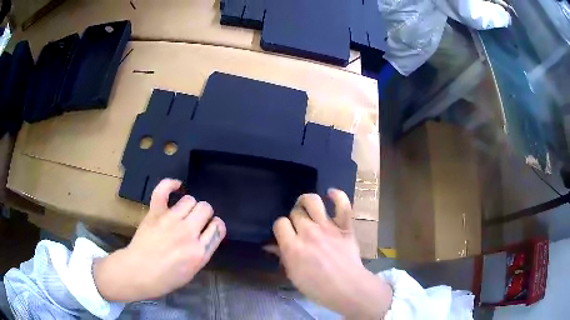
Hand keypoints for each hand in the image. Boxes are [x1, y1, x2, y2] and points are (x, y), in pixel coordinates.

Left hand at [93, 179, 225, 301]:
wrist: (139, 272)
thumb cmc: (166, 278)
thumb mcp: (192, 271)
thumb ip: (202, 251)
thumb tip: (204, 236)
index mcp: (199, 252)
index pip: (218, 227)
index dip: (216, 226)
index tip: (210, 228)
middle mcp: (188, 233)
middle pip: (206, 208)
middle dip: (204, 213)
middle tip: (196, 222)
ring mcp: (171, 220)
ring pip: (190, 199)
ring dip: (189, 205)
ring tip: (183, 213)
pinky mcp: (155, 213)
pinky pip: (163, 190)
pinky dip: (170, 185)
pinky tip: (176, 186)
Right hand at [273, 189, 392, 318]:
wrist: (347, 288)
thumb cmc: (317, 287)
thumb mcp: (293, 275)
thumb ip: (283, 256)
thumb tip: (271, 245)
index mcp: (293, 246)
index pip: (279, 223)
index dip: (281, 227)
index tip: (285, 234)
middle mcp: (308, 232)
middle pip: (295, 212)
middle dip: (294, 218)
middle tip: (298, 227)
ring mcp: (328, 227)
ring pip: (313, 202)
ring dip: (307, 200)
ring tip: (306, 205)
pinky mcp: (345, 227)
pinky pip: (343, 205)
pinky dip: (337, 196)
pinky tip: (330, 193)